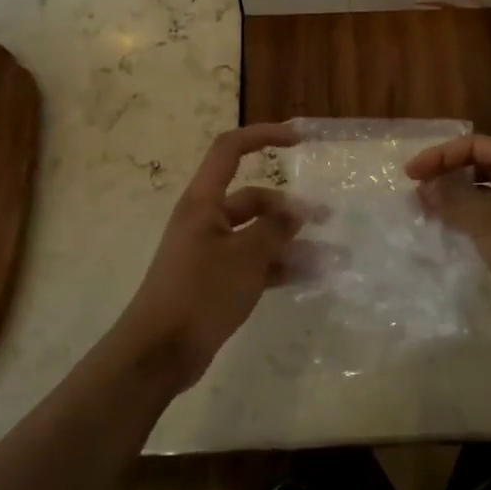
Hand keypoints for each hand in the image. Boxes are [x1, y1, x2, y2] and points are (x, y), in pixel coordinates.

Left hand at [114, 122, 310, 392]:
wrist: (160, 352)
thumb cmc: (200, 292)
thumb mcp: (245, 256)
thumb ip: (274, 229)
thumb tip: (297, 211)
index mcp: (204, 202)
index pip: (230, 150)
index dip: (263, 136)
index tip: (298, 140)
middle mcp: (207, 220)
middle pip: (253, 199)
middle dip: (289, 207)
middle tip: (326, 218)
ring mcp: (211, 252)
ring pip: (258, 235)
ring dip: (290, 243)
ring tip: (330, 256)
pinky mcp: (216, 281)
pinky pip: (254, 264)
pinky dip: (279, 267)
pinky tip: (309, 278)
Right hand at [405, 134, 490, 341]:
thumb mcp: (486, 219)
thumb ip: (452, 197)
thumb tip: (426, 185)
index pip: (474, 145)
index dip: (440, 155)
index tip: (411, 174)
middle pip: (481, 165)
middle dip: (447, 175)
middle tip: (419, 192)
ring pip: (486, 193)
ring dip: (457, 198)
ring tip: (429, 212)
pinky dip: (471, 219)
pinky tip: (453, 232)